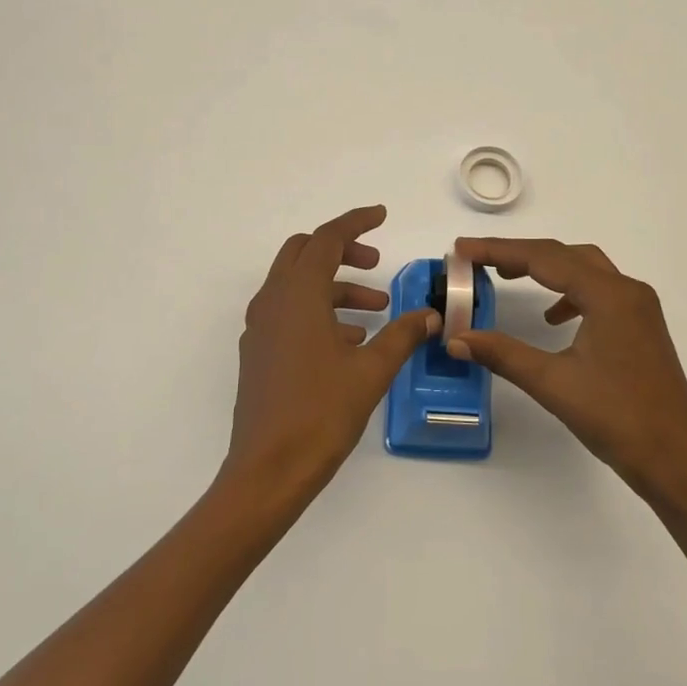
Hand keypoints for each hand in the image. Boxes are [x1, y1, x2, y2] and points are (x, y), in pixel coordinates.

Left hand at [220, 205, 436, 508]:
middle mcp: (273, 301)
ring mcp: (260, 326)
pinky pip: (289, 312)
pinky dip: (319, 311)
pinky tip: (350, 340)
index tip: (382, 215)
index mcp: (298, 294)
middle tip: (376, 264)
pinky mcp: (257, 351)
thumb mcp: (371, 371)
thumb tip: (429, 315)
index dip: (356, 222)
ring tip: (376, 310)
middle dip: (342, 251)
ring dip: (335, 286)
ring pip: (297, 284)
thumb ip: (402, 335)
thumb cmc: (321, 412)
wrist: (268, 470)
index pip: (327, 239)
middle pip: (305, 252)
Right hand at [448, 237, 686, 500]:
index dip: (498, 250)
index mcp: (608, 295)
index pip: (543, 258)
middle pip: (564, 255)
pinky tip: (552, 318)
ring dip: (545, 267)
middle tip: (477, 260)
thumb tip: (456, 338)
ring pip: (583, 268)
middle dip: (518, 254)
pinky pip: (598, 291)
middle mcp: (626, 290)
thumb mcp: (553, 383)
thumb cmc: (617, 418)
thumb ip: (503, 353)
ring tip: (507, 276)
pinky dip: (568, 292)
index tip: (461, 248)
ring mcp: (638, 308)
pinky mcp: (640, 326)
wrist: (677, 460)